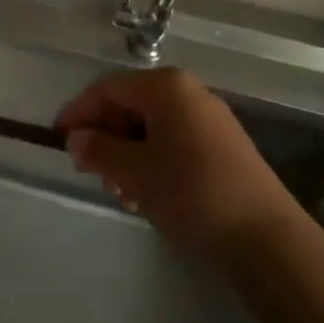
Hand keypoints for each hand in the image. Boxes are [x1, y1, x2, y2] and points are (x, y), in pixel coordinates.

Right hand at [57, 68, 298, 259]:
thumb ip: (99, 150)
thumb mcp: (135, 171)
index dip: (79, 112)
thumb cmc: (190, 191)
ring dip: (129, 155)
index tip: (58, 139)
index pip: (108, 89)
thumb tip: (75, 139)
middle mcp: (188, 91)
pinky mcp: (223, 145)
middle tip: (93, 173)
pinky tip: (149, 195)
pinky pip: (175, 141)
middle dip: (107, 138)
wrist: (265, 236)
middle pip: (131, 105)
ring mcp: (209, 117)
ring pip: (152, 127)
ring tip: (122, 193)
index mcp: (165, 86)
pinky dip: (154, 161)